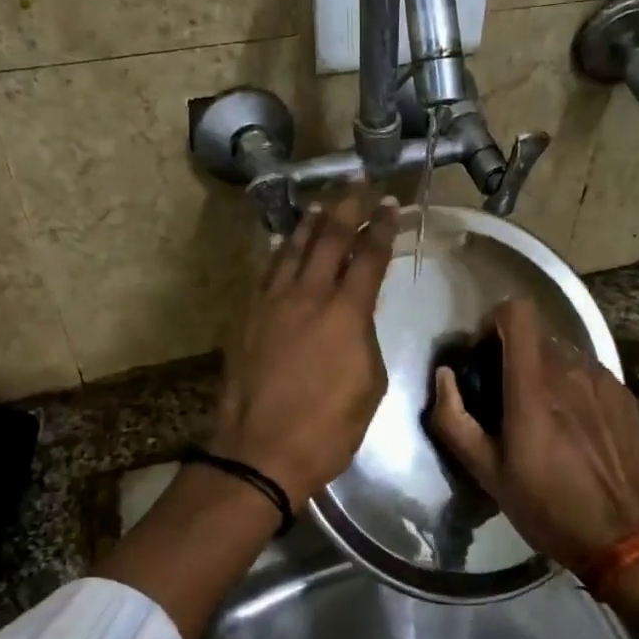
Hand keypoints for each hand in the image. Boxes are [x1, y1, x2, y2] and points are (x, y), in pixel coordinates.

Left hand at [210, 185, 398, 507]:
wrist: (260, 451)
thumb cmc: (328, 427)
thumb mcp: (369, 384)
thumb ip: (365, 338)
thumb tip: (356, 316)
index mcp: (346, 312)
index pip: (368, 256)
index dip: (382, 227)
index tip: (390, 204)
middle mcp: (307, 296)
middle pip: (328, 240)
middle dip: (346, 209)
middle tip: (356, 186)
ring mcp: (272, 304)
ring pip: (292, 250)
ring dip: (309, 225)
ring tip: (320, 207)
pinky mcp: (248, 318)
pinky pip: (266, 273)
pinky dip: (279, 253)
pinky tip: (284, 245)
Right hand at [430, 298, 638, 572]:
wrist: (629, 536)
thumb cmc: (549, 507)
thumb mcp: (487, 473)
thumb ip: (454, 419)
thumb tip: (444, 376)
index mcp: (533, 386)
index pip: (517, 313)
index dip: (494, 321)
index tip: (483, 353)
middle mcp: (570, 370)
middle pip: (535, 334)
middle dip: (513, 353)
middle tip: (504, 394)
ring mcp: (602, 379)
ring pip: (562, 351)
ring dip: (542, 369)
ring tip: (540, 414)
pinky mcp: (623, 394)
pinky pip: (586, 371)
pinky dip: (570, 385)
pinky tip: (573, 427)